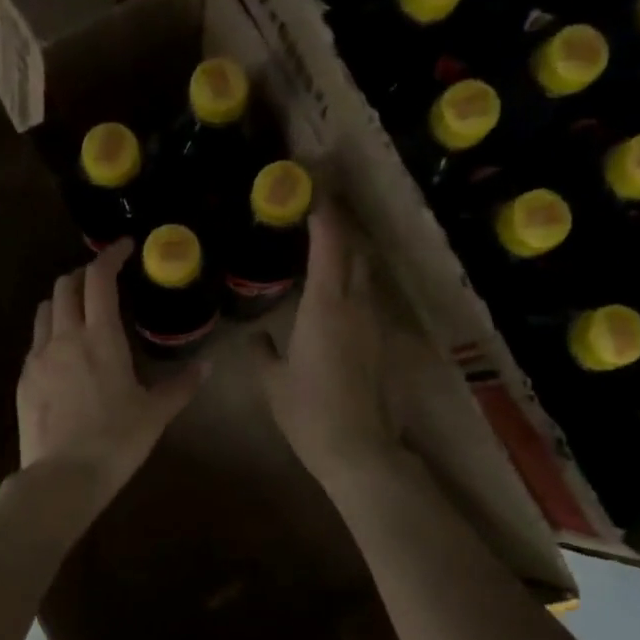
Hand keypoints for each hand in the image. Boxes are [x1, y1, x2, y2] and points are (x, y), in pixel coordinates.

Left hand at [16, 239, 207, 511]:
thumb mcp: (156, 414)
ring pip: (45, 309)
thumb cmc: (116, 442)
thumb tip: (209, 366)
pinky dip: (50, 331)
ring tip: (81, 311)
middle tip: (103, 280)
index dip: (110, 256)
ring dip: (63, 299)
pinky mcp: (23, 378)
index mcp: (100, 337)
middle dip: (84, 274)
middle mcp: (64, 337)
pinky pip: (35, 341)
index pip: (99, 279)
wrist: (62, 477)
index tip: (124, 248)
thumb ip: (182, 385)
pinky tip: (63, 352)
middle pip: (66, 285)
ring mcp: (38, 357)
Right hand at [255, 204, 397, 485]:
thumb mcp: (273, 382)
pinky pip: (368, 300)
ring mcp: (376, 323)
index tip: (312, 190)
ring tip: (325, 248)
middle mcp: (358, 305)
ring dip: (349, 255)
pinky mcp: (385, 343)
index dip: (325, 213)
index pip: (331, 244)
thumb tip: (254, 336)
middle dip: (340, 226)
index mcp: (326, 306)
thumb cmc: (309, 413)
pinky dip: (353, 286)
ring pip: (366, 274)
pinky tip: (336, 297)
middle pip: (356, 251)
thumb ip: (261, 351)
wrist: (360, 449)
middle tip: (317, 212)